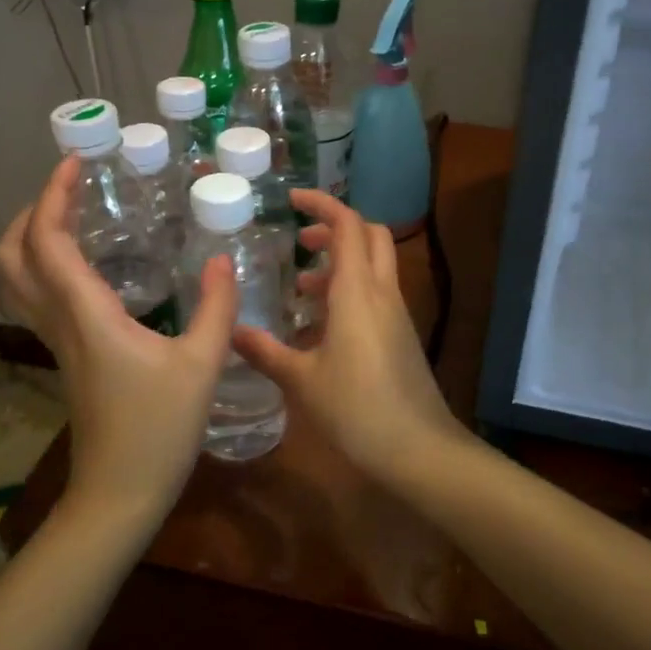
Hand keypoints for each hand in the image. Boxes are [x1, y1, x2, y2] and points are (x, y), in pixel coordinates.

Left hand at [0, 158, 237, 525]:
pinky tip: (84, 266)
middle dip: (31, 212)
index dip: (52, 196)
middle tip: (70, 189)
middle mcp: (59, 321)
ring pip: (16, 279)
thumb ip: (216, 308)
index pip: (49, 241)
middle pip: (12, 256)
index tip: (75, 163)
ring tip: (72, 216)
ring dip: (31, 238)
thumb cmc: (159, 430)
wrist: (119, 493)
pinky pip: (36, 298)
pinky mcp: (64, 357)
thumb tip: (222, 261)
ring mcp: (56, 341)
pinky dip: (44, 266)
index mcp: (86, 314)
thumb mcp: (201, 366)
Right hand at [232, 189, 463, 474]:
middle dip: (336, 229)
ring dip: (341, 265)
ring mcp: (397, 314)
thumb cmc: (356, 409)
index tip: (292, 200)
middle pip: (369, 236)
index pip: (347, 225)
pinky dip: (350, 293)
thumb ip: (266, 351)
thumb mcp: (301, 380)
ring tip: (302, 291)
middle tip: (300, 243)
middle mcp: (382, 293)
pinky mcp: (402, 336)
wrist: (419, 449)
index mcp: (357, 291)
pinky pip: (377, 296)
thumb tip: (231, 331)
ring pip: (375, 267)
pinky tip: (322, 329)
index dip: (322, 204)